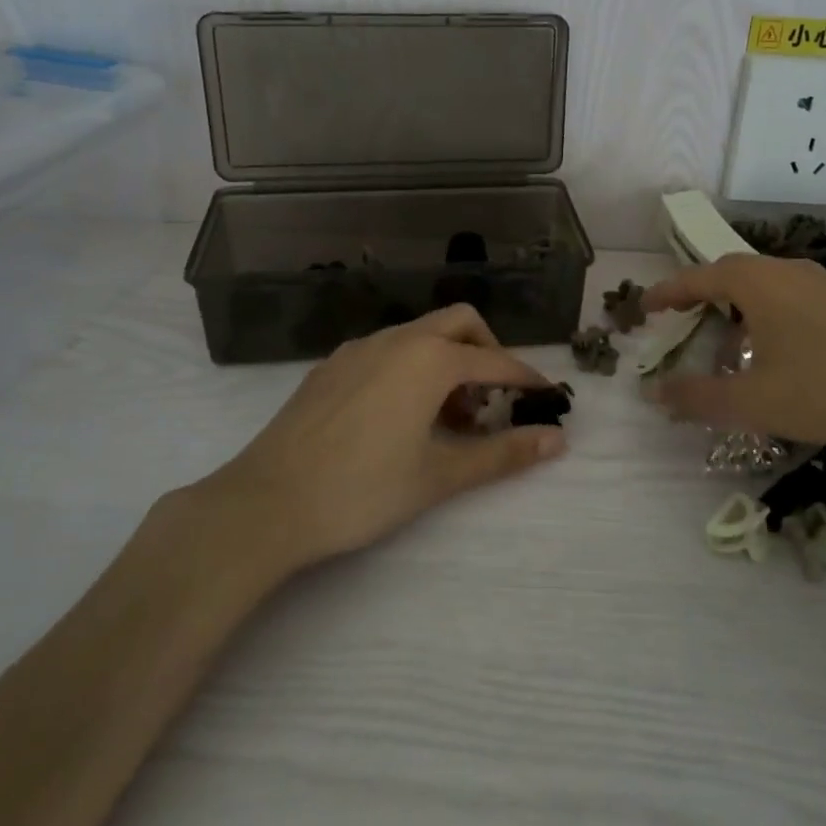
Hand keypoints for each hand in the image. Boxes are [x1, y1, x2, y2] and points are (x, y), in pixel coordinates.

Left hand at [207, 305, 566, 569]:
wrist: (267, 502)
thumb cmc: (362, 490)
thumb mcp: (439, 475)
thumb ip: (502, 454)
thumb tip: (558, 439)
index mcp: (429, 359)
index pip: (494, 361)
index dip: (526, 379)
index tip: (547, 398)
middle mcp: (396, 339)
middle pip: (459, 323)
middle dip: (486, 353)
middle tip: (492, 401)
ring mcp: (358, 348)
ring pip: (420, 335)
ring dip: (447, 362)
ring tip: (447, 419)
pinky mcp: (331, 365)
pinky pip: (387, 350)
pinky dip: (411, 367)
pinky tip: (400, 415)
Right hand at [643, 254, 825, 461]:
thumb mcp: (755, 402)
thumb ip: (699, 398)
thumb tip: (655, 394)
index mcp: (759, 283)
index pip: (698, 277)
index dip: (668, 292)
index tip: (645, 307)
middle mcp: (790, 271)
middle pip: (733, 274)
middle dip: (703, 296)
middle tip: (683, 321)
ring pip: (768, 286)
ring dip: (740, 308)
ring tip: (732, 343)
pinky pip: (797, 298)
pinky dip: (773, 316)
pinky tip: (784, 352)